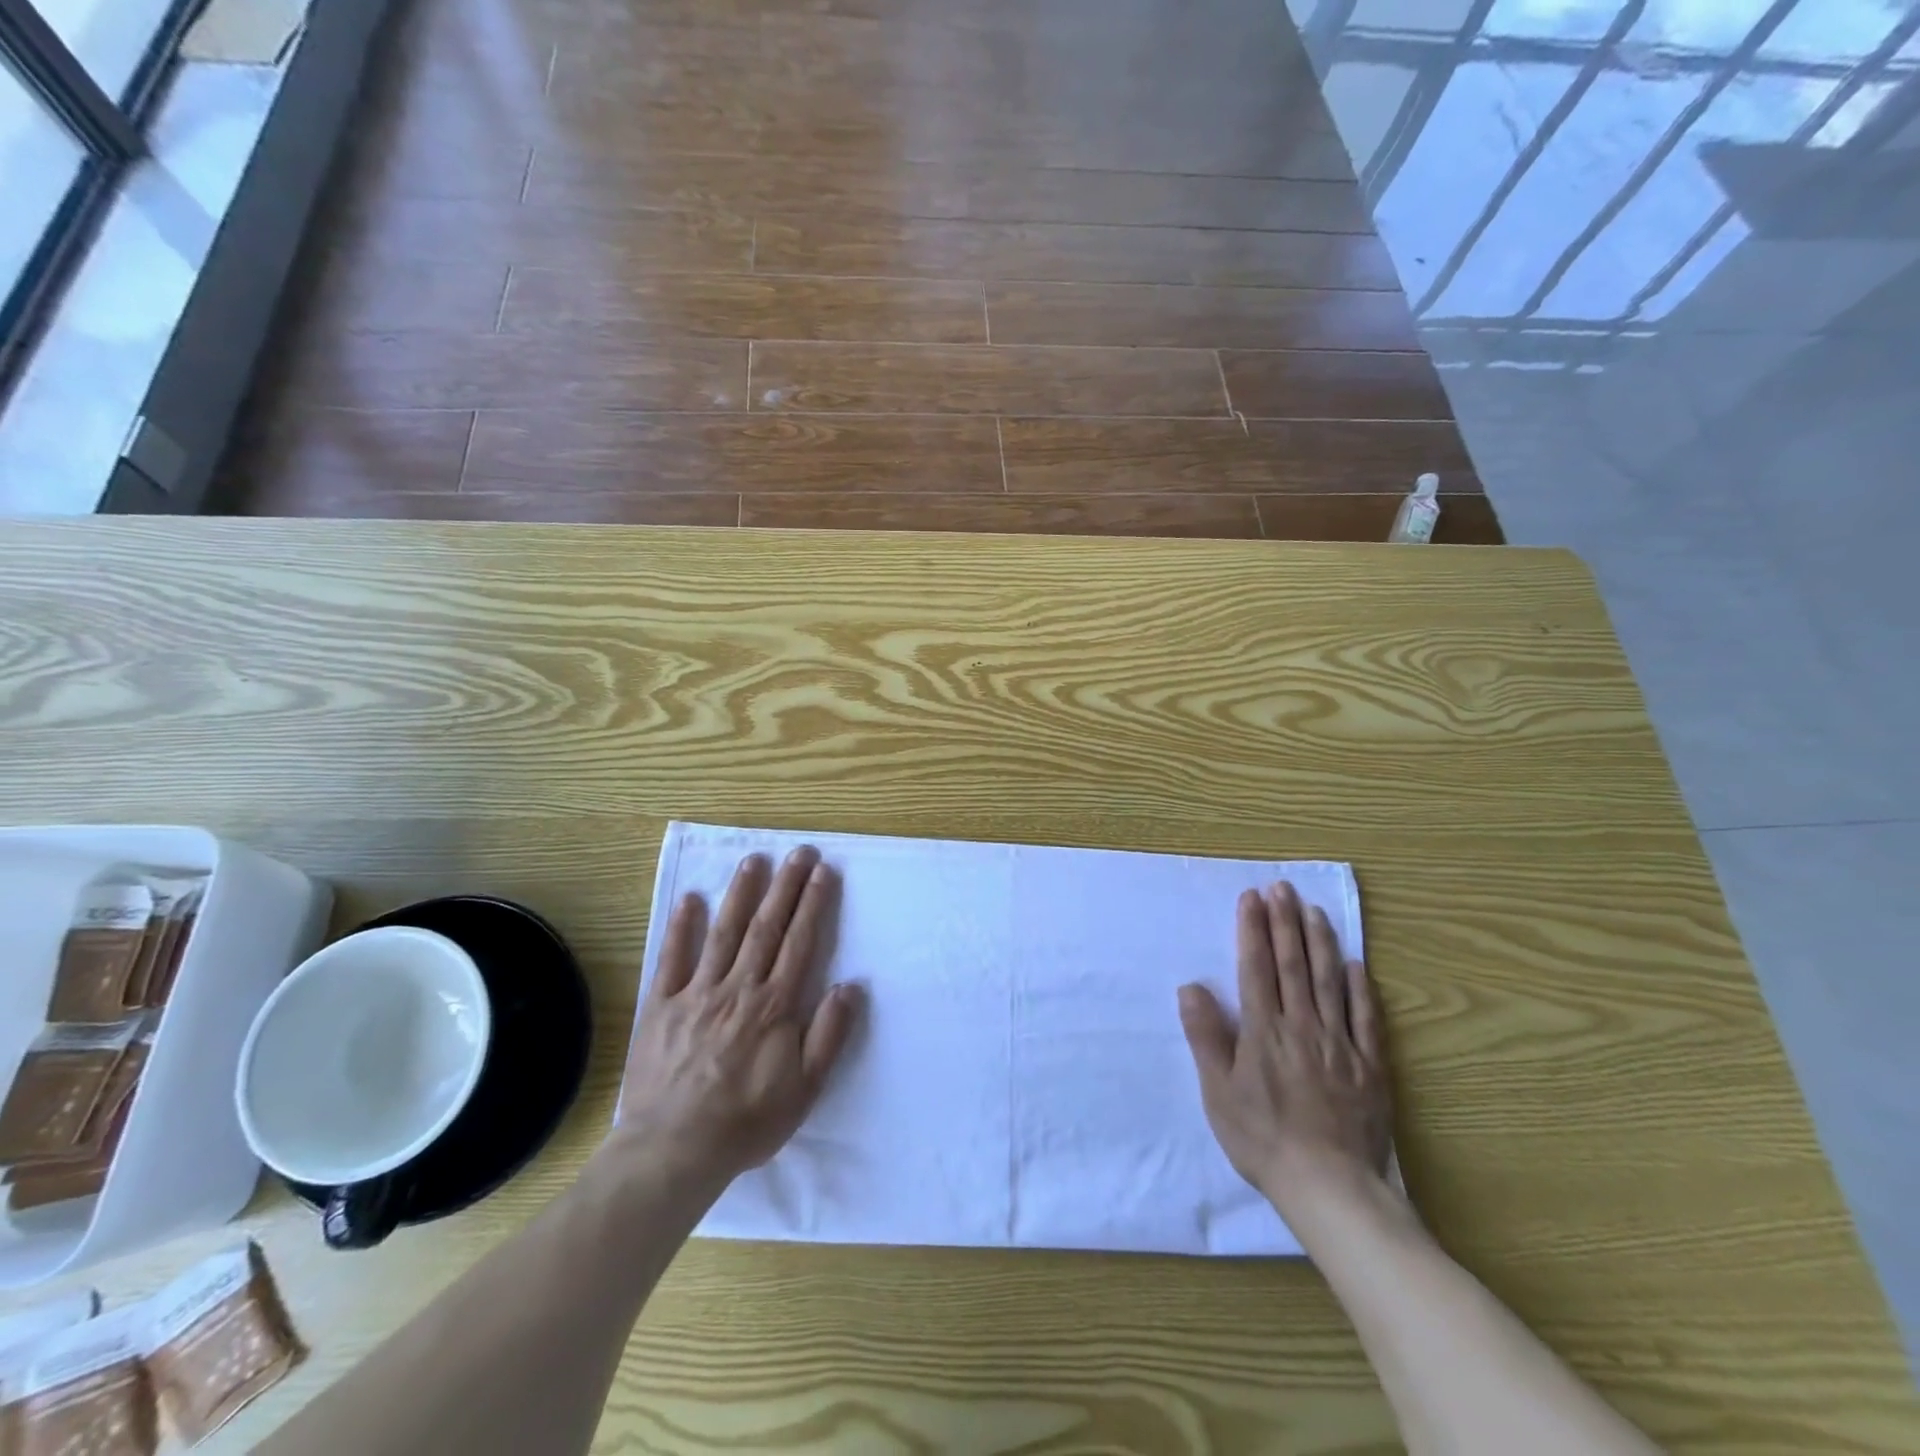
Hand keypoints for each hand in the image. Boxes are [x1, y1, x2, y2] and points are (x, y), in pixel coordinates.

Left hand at [609, 846, 862, 1192]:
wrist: (673, 1151)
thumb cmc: (747, 1121)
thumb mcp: (805, 1089)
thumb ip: (829, 1034)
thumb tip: (850, 985)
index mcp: (774, 1005)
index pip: (799, 943)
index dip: (813, 904)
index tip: (823, 871)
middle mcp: (738, 988)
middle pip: (766, 928)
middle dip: (785, 886)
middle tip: (798, 851)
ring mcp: (697, 993)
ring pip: (723, 933)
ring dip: (741, 894)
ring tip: (753, 861)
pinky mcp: (661, 1006)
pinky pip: (672, 959)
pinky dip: (681, 927)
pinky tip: (690, 898)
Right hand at [1178, 881, 1392, 1223]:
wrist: (1331, 1188)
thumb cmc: (1263, 1139)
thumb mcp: (1218, 1092)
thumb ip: (1206, 1037)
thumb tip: (1191, 987)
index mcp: (1264, 1031)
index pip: (1256, 968)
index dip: (1253, 930)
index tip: (1251, 898)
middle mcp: (1303, 1026)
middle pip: (1293, 965)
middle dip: (1285, 922)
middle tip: (1282, 888)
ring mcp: (1340, 1044)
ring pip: (1329, 982)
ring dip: (1320, 942)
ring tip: (1314, 910)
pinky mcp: (1370, 1066)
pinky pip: (1366, 1019)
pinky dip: (1360, 988)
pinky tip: (1356, 965)